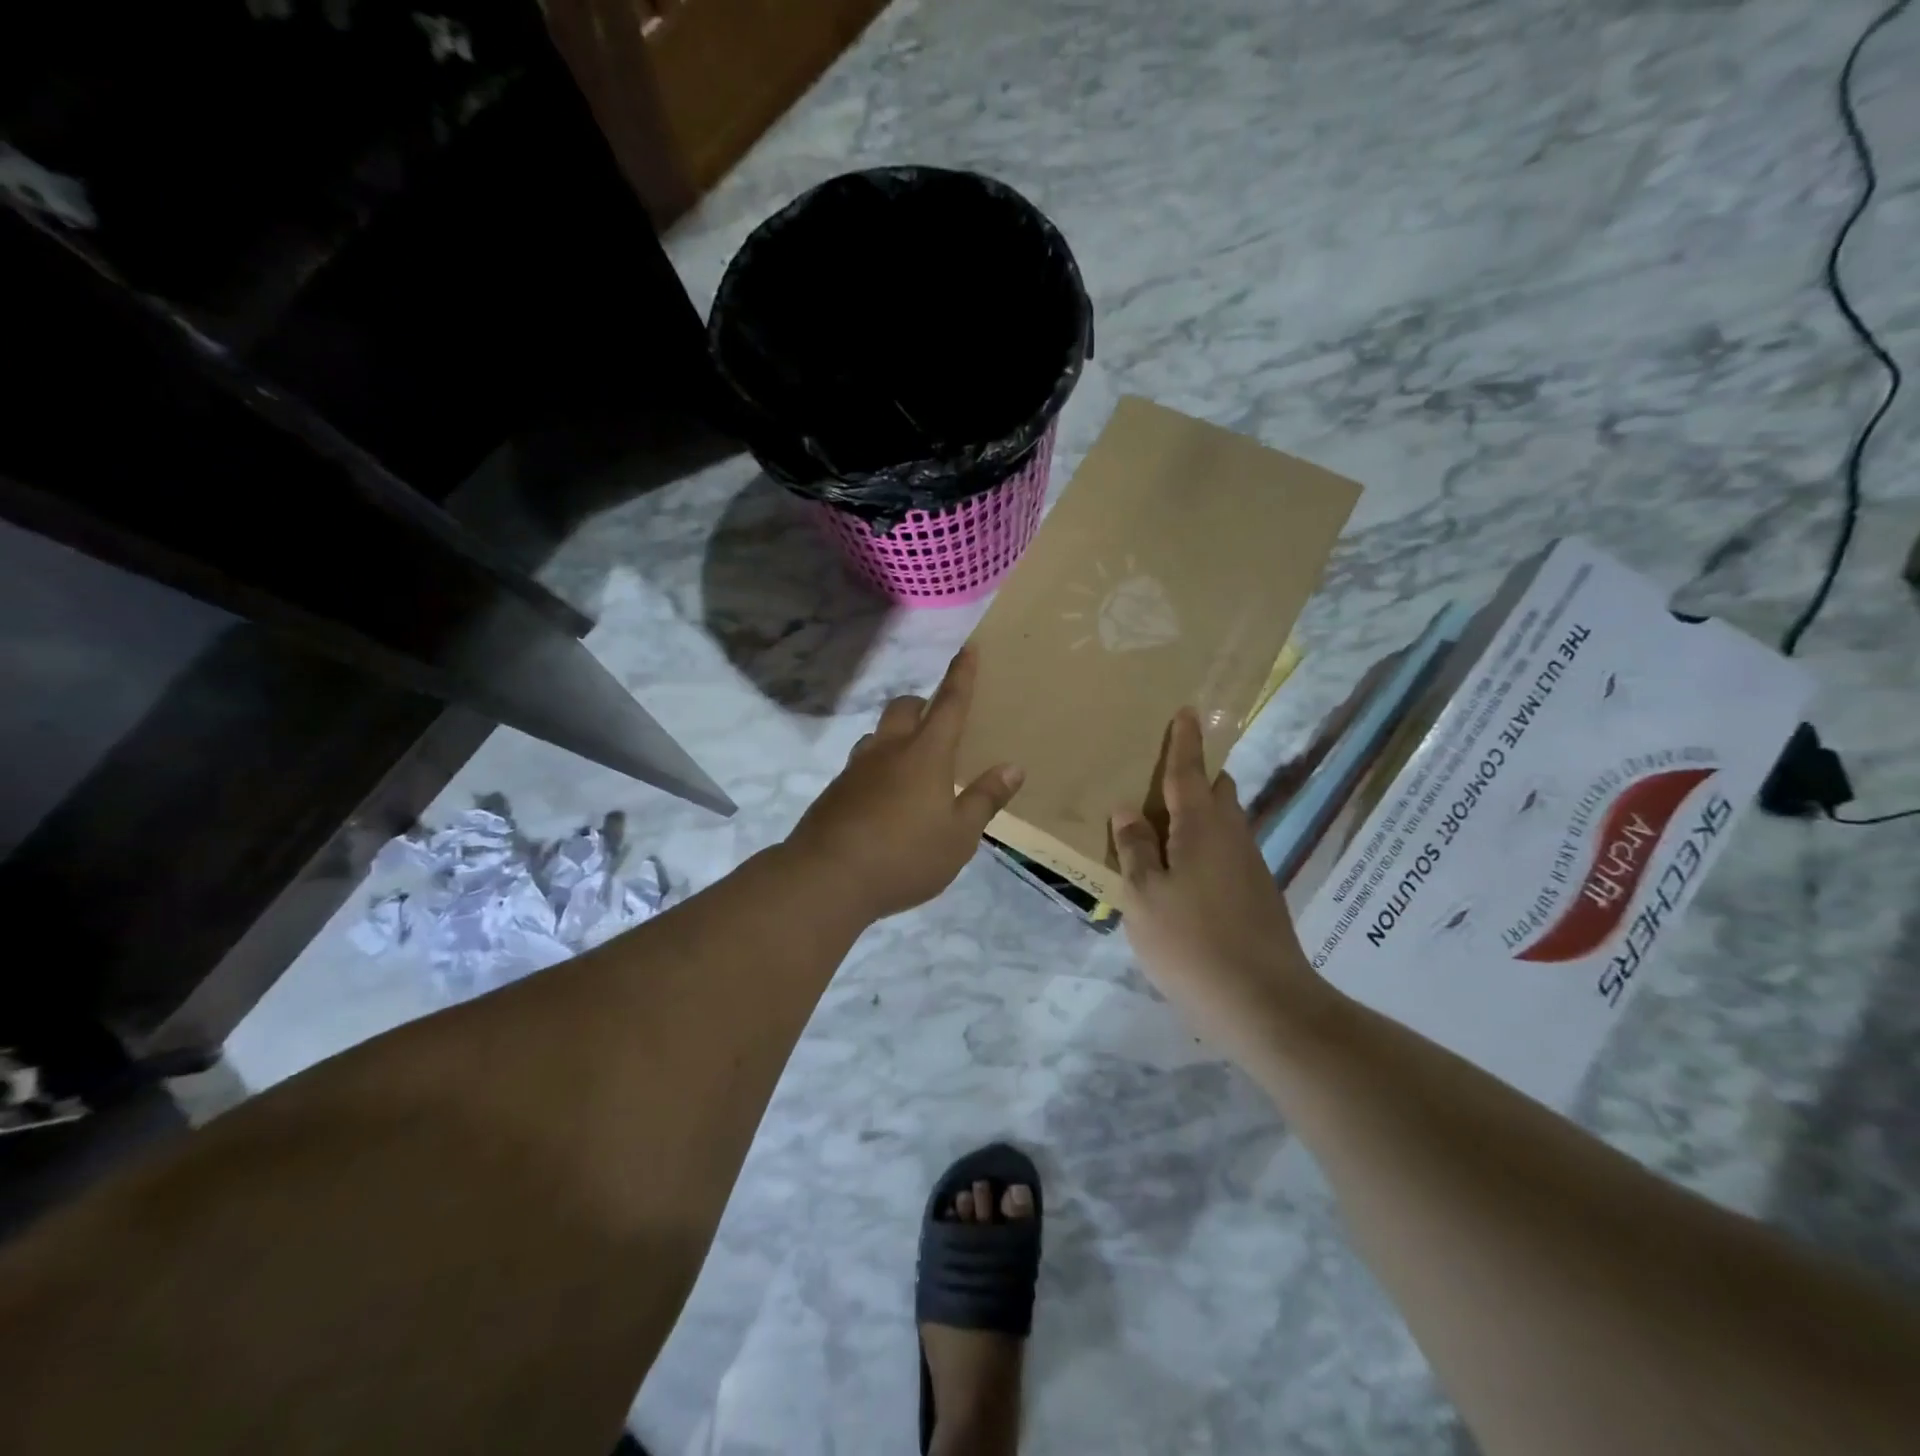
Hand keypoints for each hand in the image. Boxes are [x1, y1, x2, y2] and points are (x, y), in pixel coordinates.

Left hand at [787, 647, 1023, 921]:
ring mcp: (856, 768)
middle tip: (938, 721)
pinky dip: (878, 766)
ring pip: (878, 734)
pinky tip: (884, 798)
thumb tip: (1013, 767)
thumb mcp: (959, 836)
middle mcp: (889, 750)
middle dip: (923, 704)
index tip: (968, 648)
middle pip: (905, 707)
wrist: (826, 878)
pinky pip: (861, 763)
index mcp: (926, 754)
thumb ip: (985, 800)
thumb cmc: (905, 856)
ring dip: (896, 735)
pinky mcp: (835, 791)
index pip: (949, 704)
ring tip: (911, 762)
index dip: (961, 676)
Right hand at [1113, 708, 1332, 1063]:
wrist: (1265, 1004)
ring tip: (1163, 824)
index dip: (1185, 741)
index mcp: (1202, 828)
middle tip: (1161, 775)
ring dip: (1200, 811)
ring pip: (1225, 821)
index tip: (1187, 710)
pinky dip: (1206, 843)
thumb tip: (1127, 810)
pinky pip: (1228, 849)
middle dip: (1196, 774)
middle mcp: (1232, 837)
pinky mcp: (1259, 893)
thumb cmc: (1192, 943)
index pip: (1189, 772)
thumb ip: (1135, 850)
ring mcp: (1251, 866)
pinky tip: (1185, 871)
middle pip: (1217, 791)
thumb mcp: (1144, 897)